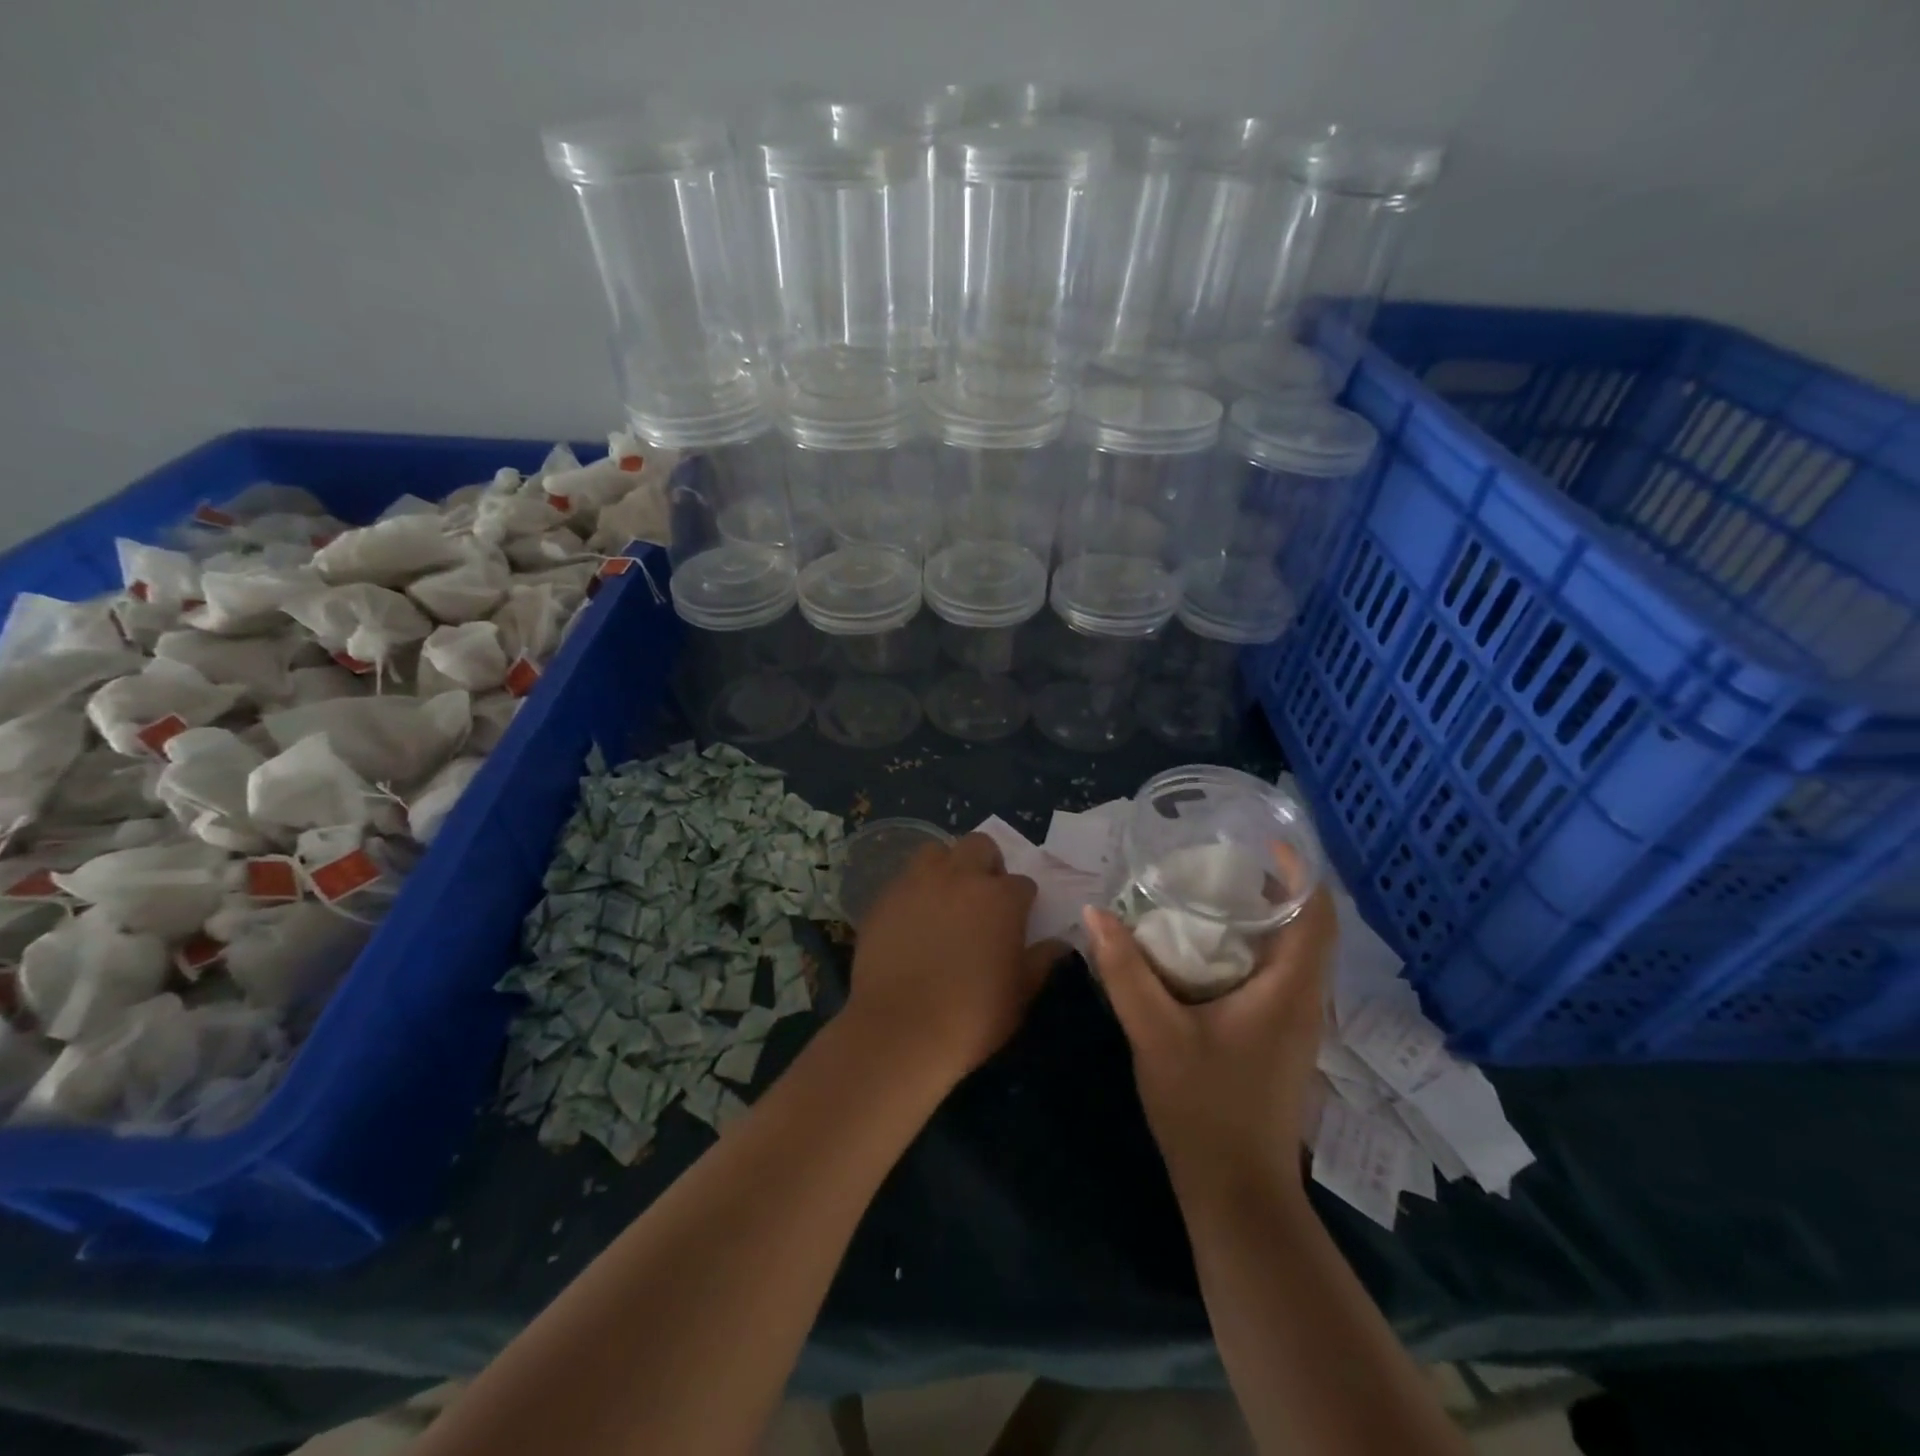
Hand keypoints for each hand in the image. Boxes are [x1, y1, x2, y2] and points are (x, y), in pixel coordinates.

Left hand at [847, 832, 1064, 1083]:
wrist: (901, 1030)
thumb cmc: (973, 1016)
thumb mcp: (1020, 993)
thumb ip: (1041, 960)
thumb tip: (1058, 944)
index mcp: (1001, 898)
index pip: (1023, 883)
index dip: (1022, 902)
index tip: (1016, 922)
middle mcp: (961, 877)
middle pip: (980, 846)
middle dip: (987, 865)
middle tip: (983, 898)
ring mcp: (918, 882)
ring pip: (936, 851)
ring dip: (946, 867)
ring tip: (945, 898)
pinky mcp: (885, 897)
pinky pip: (905, 880)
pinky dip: (914, 891)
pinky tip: (913, 920)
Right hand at [1083, 879, 1336, 1198]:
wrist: (1236, 1192)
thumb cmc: (1204, 1107)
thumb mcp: (1155, 1033)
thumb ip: (1124, 971)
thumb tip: (1095, 912)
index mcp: (1288, 991)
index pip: (1318, 916)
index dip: (1300, 872)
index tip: (1265, 841)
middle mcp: (1302, 1001)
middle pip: (1306, 928)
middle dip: (1272, 888)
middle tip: (1220, 860)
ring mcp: (1293, 1025)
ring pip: (1290, 953)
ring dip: (1260, 919)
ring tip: (1209, 893)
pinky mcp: (1278, 1041)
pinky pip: (1274, 976)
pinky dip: (1249, 949)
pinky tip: (1204, 950)